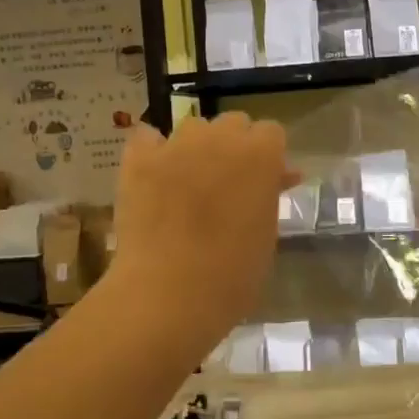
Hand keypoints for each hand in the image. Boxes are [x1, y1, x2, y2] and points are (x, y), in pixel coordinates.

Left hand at [110, 113, 295, 357]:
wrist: (168, 296)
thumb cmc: (232, 276)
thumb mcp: (266, 234)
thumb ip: (270, 196)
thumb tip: (279, 177)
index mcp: (261, 157)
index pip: (271, 132)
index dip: (268, 156)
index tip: (263, 180)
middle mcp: (220, 139)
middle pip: (233, 123)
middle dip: (234, 145)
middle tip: (229, 182)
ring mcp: (176, 146)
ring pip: (192, 128)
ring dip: (197, 147)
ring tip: (189, 180)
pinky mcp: (139, 160)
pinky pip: (147, 138)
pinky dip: (153, 151)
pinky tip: (154, 175)